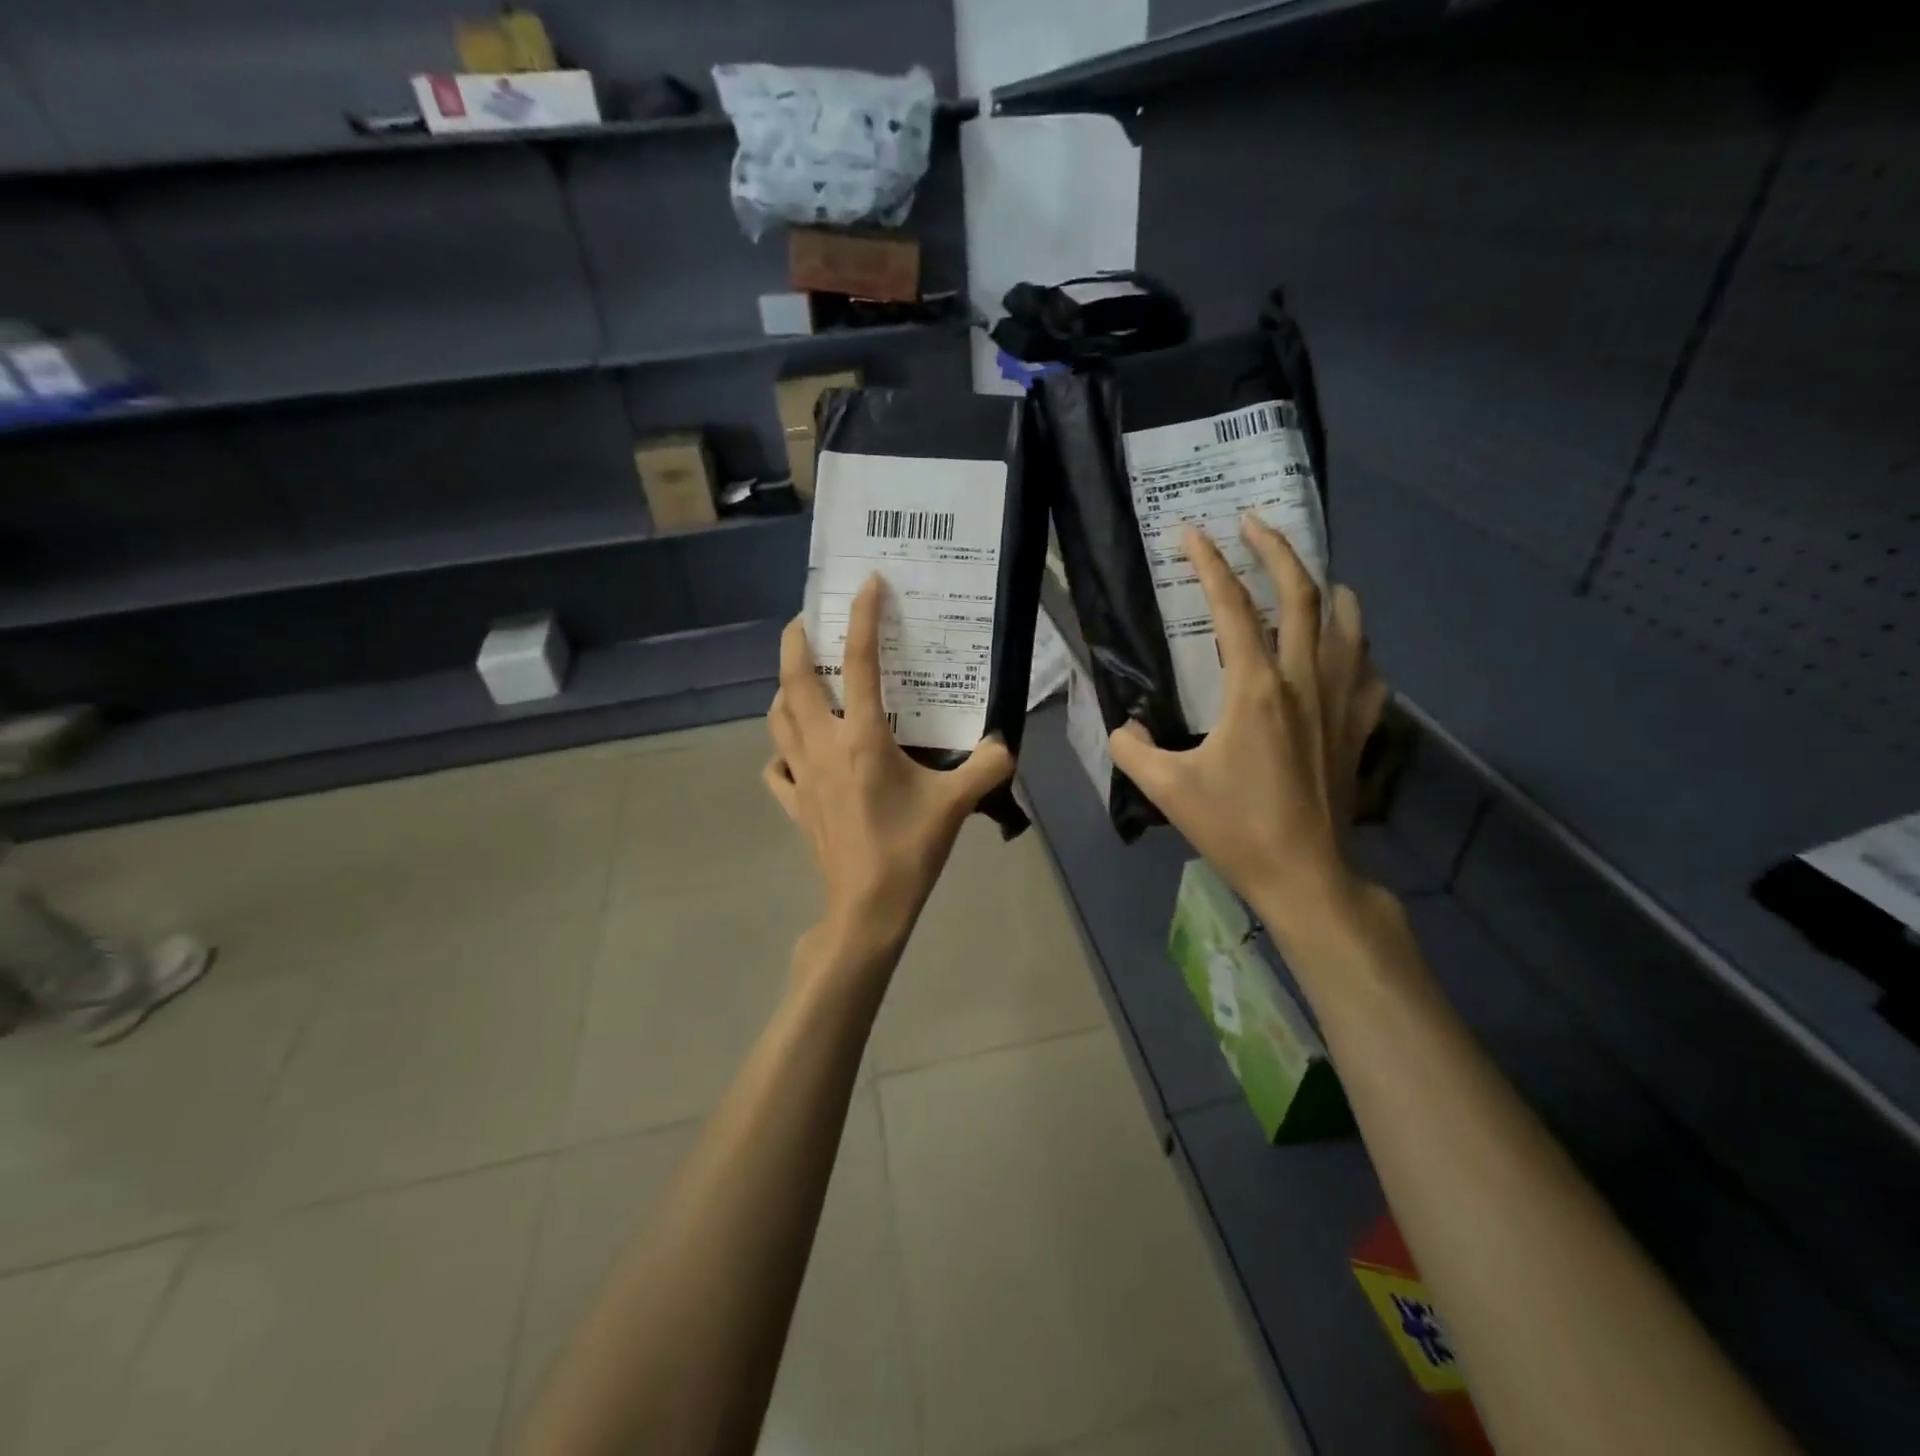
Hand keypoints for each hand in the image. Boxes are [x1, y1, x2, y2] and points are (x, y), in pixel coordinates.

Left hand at [765, 576, 1014, 980]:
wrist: (867, 907)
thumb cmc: (909, 849)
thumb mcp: (957, 803)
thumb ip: (989, 765)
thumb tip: (1007, 742)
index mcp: (861, 737)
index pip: (859, 662)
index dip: (862, 616)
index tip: (867, 583)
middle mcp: (822, 745)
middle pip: (793, 679)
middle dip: (795, 639)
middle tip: (806, 618)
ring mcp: (800, 774)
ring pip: (776, 717)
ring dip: (784, 689)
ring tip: (803, 679)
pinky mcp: (793, 802)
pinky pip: (775, 765)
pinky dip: (781, 748)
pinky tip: (796, 750)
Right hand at [1109, 514, 1388, 933]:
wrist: (1305, 873)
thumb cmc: (1235, 827)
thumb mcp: (1166, 788)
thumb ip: (1132, 748)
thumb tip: (1122, 726)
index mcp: (1256, 688)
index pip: (1232, 607)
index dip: (1210, 564)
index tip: (1193, 533)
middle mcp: (1304, 679)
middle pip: (1302, 593)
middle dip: (1276, 548)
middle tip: (1255, 523)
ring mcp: (1340, 700)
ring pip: (1347, 621)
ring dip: (1326, 586)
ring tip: (1307, 574)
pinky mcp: (1360, 725)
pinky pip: (1367, 667)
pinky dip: (1355, 643)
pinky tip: (1343, 646)